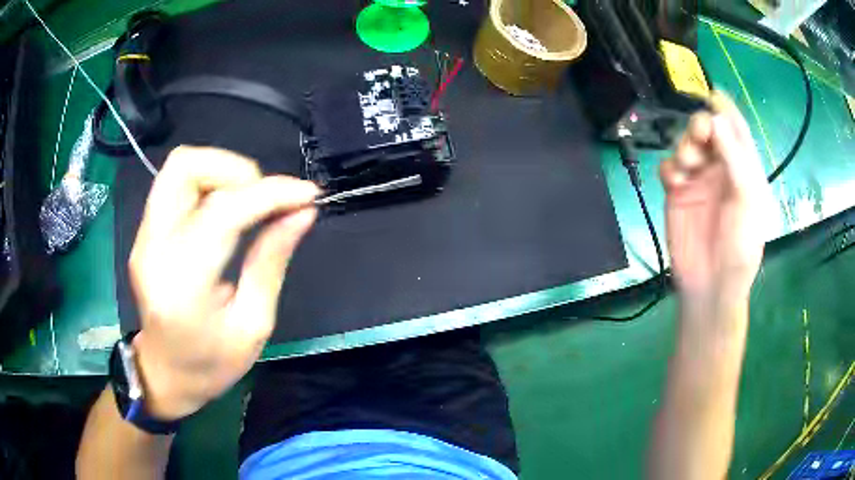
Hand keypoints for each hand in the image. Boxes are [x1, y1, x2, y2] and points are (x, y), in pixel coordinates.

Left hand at [128, 146, 319, 419]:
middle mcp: (153, 249)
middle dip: (234, 169)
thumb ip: (272, 262)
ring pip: (178, 167)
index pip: (222, 212)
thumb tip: (302, 213)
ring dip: (221, 173)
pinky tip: (229, 211)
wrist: (164, 374)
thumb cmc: (211, 364)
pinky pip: (176, 186)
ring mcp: (143, 238)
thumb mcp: (253, 325)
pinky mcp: (144, 233)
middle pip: (184, 167)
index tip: (307, 194)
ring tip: (249, 202)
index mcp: (182, 285)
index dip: (269, 193)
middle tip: (265, 198)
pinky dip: (209, 185)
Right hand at [661, 92, 773, 306]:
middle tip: (698, 136)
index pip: (736, 131)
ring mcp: (699, 180)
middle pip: (708, 132)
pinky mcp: (677, 193)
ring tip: (687, 169)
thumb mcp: (748, 201)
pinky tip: (675, 184)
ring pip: (686, 145)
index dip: (726, 111)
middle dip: (701, 128)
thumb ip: (735, 158)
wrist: (711, 285)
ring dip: (684, 148)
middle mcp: (722, 169)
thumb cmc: (740, 246)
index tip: (713, 96)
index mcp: (744, 170)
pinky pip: (668, 167)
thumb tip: (715, 118)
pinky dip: (669, 169)